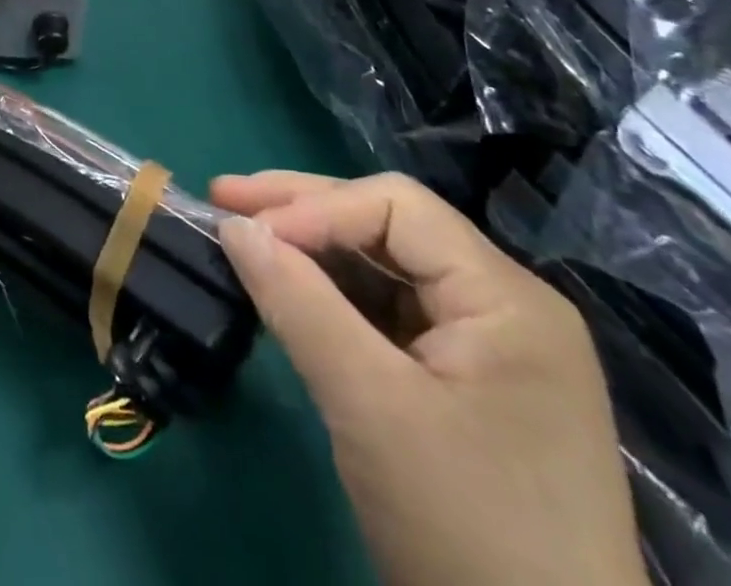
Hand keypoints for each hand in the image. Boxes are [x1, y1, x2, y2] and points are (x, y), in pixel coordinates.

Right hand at [211, 171, 645, 585]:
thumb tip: (234, 226)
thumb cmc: (465, 530)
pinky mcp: (464, 385)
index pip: (396, 207)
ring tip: (243, 236)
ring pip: (383, 266)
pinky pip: (388, 313)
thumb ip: (298, 303)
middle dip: (302, 210)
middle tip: (224, 199)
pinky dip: (331, 295)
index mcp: (506, 299)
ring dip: (311, 249)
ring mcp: (487, 348)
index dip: (315, 206)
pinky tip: (288, 288)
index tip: (244, 230)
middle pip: (389, 225)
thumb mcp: (370, 407)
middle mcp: (504, 307)